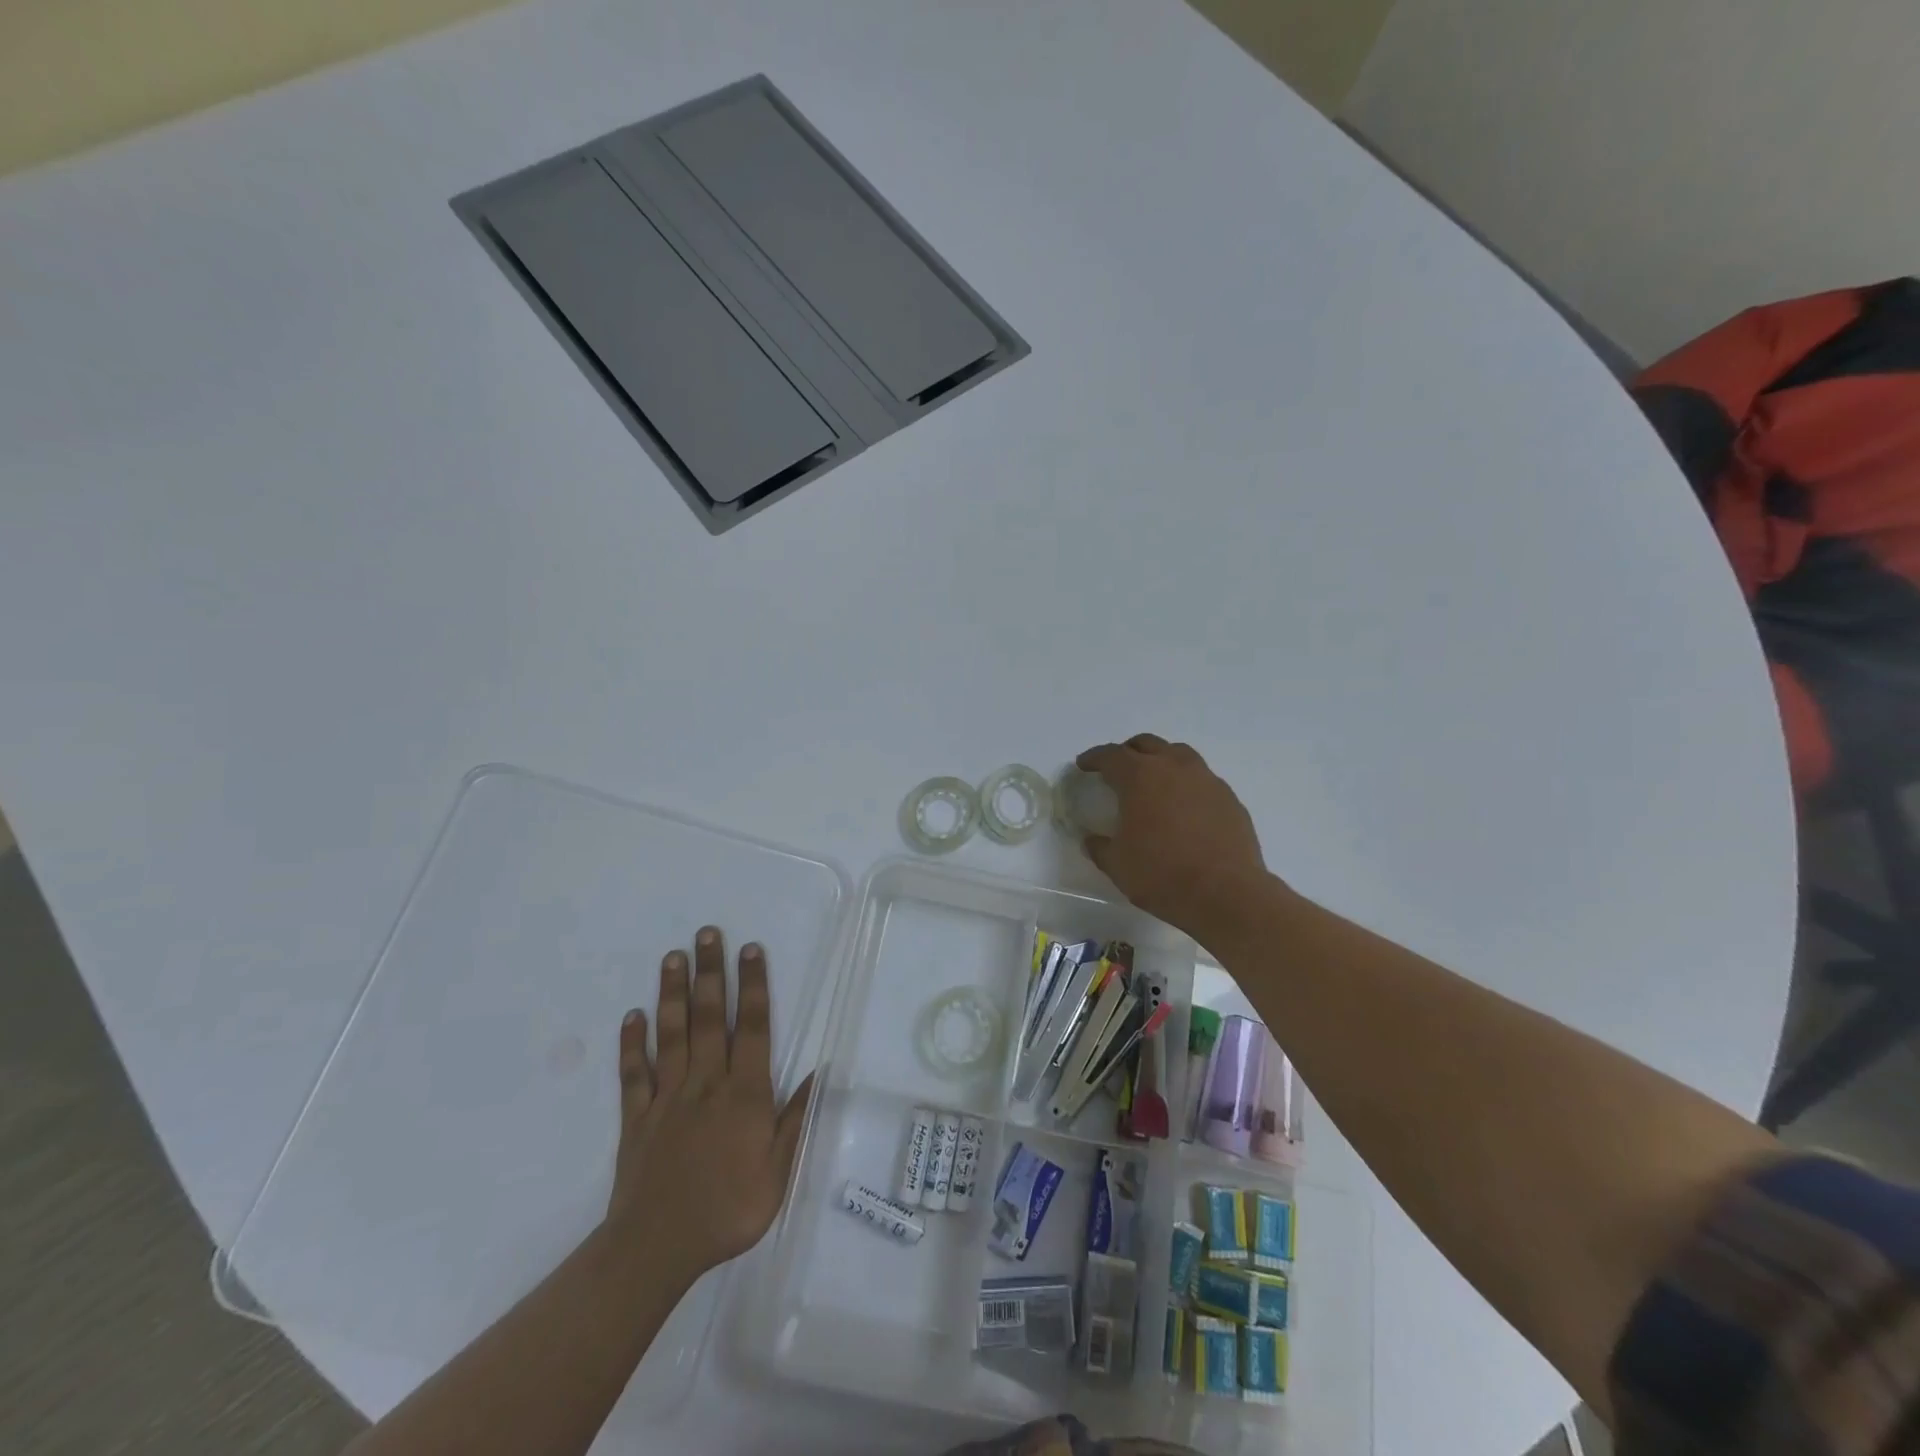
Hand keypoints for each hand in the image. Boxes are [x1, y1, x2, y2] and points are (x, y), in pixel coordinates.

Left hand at [605, 927, 813, 1279]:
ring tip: (672, 957)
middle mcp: (706, 1083)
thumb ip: (796, 1119)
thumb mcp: (779, 1172)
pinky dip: (631, 1044)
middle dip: (711, 972)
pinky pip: (633, 1074)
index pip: (754, 1028)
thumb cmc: (728, 1210)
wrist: (657, 1249)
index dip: (754, 986)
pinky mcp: (636, 1117)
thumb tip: (820, 1073)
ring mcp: (667, 1097)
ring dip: (673, 993)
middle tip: (707, 933)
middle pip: (711, 1017)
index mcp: (744, 1093)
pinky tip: (632, 1016)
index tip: (751, 950)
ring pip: (672, 1034)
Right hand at [1077, 735, 1273, 941]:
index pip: (1111, 755)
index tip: (1084, 765)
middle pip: (1147, 744)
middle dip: (1128, 752)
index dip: (1094, 758)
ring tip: (1154, 782)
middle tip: (1118, 770)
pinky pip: (1203, 780)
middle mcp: (1174, 767)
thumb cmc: (1161, 875)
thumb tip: (1092, 840)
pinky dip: (1187, 786)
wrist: (1226, 894)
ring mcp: (1207, 780)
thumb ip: (1100, 847)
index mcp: (1140, 777)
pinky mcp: (1230, 799)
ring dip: (1162, 761)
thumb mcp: (1117, 865)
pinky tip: (1184, 809)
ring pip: (1179, 755)